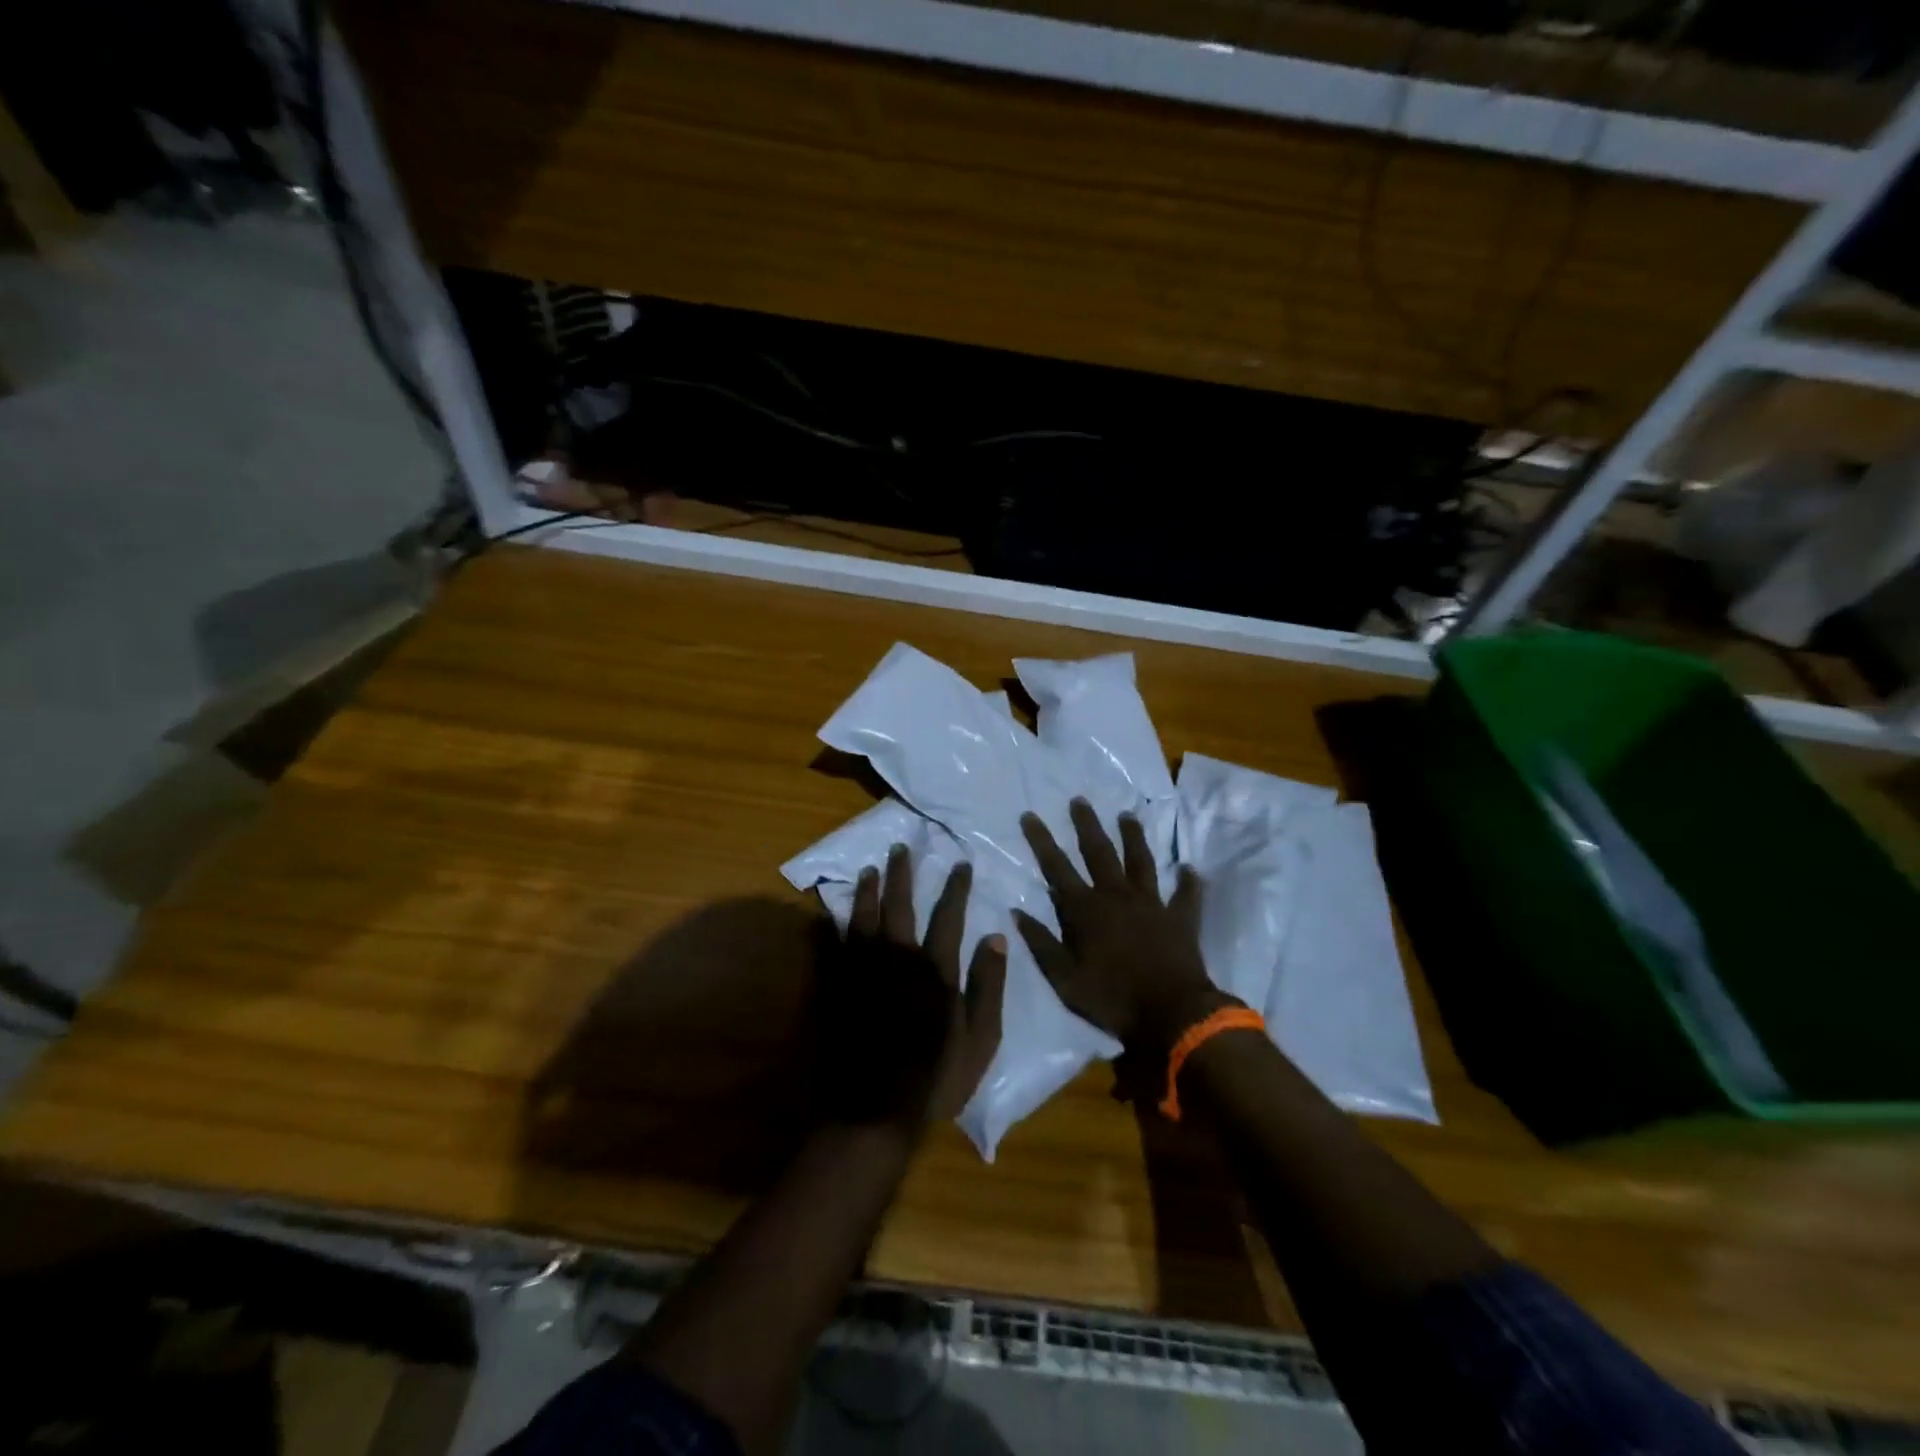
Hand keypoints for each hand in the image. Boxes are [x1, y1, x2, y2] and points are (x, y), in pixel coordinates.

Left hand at [817, 845, 1007, 1130]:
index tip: (960, 863)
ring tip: (869, 869)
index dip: (956, 887)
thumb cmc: (935, 1078)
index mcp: (936, 970)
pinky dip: (839, 923)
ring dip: (868, 890)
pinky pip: (838, 944)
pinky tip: (836, 910)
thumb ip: (989, 986)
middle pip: (900, 906)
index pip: (949, 916)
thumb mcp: (981, 1040)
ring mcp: (865, 971)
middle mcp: (899, 959)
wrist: (874, 1109)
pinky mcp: (840, 987)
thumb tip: (997, 937)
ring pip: (865, 917)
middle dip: (903, 875)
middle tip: (900, 847)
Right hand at [1015, 799, 1231, 1055]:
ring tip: (1127, 815)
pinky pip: (1186, 894)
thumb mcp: (1063, 978)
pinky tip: (1190, 867)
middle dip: (1087, 825)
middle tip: (1080, 800)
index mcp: (1086, 909)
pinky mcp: (1180, 918)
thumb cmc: (1112, 998)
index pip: (1057, 868)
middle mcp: (1117, 896)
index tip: (1030, 815)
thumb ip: (1041, 943)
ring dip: (1133, 837)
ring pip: (1140, 861)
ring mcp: (1151, 903)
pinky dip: (1188, 881)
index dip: (1041, 841)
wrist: (1171, 1015)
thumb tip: (1016, 912)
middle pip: (1099, 852)